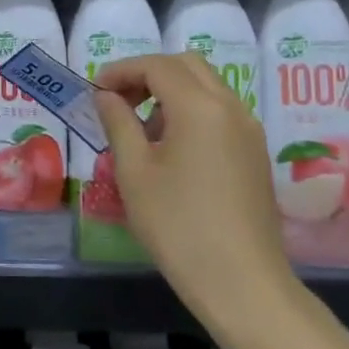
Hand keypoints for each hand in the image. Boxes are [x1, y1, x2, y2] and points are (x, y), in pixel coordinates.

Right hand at [91, 53, 295, 313]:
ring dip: (170, 91)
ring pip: (207, 87)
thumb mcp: (134, 172)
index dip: (121, 70)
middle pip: (187, 66)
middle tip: (117, 100)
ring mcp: (249, 130)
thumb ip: (118, 123)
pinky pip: (220, 111)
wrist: (241, 282)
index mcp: (200, 107)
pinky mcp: (254, 153)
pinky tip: (170, 148)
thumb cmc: (178, 225)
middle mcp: (231, 107)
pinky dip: (191, 111)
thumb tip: (105, 96)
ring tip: (140, 128)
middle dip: (148, 73)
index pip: (157, 66)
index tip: (94, 90)